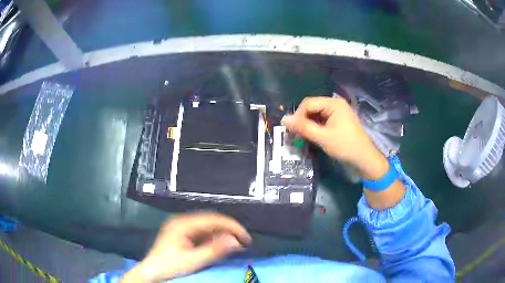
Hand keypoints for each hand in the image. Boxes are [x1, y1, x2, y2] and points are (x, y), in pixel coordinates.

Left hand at [121, 212, 251, 281]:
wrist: (153, 272)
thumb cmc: (170, 266)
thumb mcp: (193, 261)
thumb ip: (214, 251)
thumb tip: (235, 241)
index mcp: (182, 223)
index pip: (213, 219)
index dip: (231, 226)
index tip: (245, 237)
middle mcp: (182, 221)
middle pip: (211, 221)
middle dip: (228, 230)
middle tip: (243, 242)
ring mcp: (181, 227)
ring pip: (208, 226)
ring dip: (222, 234)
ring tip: (235, 245)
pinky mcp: (182, 234)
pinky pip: (202, 233)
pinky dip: (214, 238)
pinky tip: (221, 246)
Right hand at [282, 97, 381, 169]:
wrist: (364, 160)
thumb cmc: (345, 146)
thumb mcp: (323, 137)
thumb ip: (303, 127)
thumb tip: (283, 119)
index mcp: (333, 104)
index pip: (308, 103)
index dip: (297, 115)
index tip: (292, 130)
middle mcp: (335, 105)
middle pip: (311, 107)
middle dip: (302, 120)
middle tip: (296, 134)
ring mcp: (337, 113)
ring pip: (315, 115)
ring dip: (307, 124)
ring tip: (302, 136)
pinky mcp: (337, 122)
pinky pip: (321, 121)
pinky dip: (314, 128)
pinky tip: (310, 136)